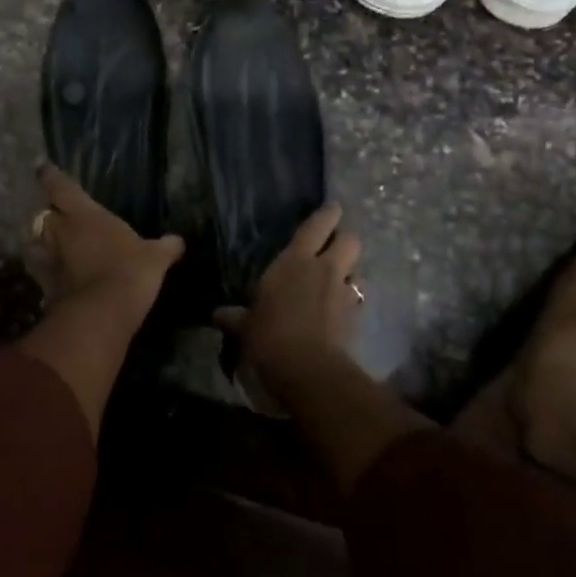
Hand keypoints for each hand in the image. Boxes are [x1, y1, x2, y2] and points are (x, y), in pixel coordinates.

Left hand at [26, 162, 182, 315]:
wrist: (101, 314)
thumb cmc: (129, 271)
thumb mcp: (155, 258)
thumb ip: (165, 247)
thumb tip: (178, 241)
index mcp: (84, 214)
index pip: (61, 186)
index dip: (50, 174)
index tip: (41, 165)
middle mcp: (60, 232)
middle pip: (44, 215)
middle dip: (49, 214)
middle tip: (55, 213)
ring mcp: (49, 260)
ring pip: (34, 243)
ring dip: (38, 242)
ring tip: (46, 244)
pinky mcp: (45, 287)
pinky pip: (41, 273)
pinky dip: (45, 273)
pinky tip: (54, 277)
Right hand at [215, 204, 361, 391]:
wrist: (308, 369)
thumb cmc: (269, 335)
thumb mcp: (245, 326)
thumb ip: (235, 316)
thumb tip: (217, 314)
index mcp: (295, 261)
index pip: (316, 227)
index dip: (327, 214)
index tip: (334, 207)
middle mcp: (324, 270)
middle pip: (349, 241)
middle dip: (345, 240)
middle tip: (336, 245)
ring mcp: (343, 293)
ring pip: (357, 270)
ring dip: (350, 273)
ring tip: (340, 280)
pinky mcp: (356, 318)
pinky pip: (357, 301)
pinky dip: (351, 302)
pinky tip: (341, 311)